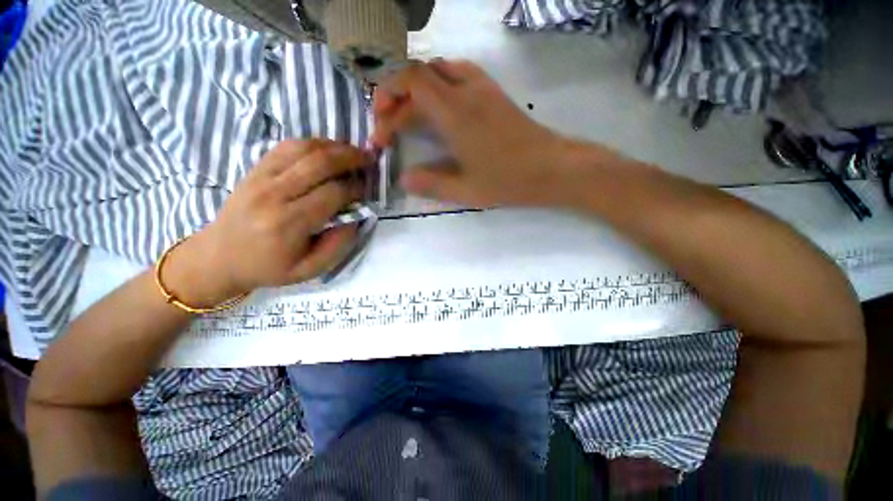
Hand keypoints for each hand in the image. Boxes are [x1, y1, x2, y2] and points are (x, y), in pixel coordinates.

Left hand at [166, 140, 370, 305]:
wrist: (221, 257)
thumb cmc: (270, 267)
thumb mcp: (311, 269)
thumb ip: (340, 244)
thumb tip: (357, 216)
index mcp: (289, 223)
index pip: (333, 193)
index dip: (356, 188)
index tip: (366, 191)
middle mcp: (273, 194)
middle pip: (319, 163)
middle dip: (350, 157)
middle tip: (369, 159)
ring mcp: (260, 177)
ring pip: (303, 148)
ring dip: (333, 146)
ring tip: (352, 152)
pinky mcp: (255, 169)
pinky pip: (286, 146)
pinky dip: (312, 143)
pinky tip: (327, 149)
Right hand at [372, 60, 598, 206]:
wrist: (553, 167)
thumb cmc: (510, 180)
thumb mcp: (466, 191)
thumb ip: (431, 184)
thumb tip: (403, 179)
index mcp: (456, 113)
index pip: (410, 83)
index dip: (387, 102)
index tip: (381, 134)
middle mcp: (467, 90)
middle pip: (419, 73)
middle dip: (396, 96)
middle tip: (390, 127)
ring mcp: (483, 88)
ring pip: (438, 69)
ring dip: (417, 88)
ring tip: (409, 116)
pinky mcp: (493, 93)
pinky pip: (457, 74)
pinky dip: (438, 85)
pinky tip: (439, 110)